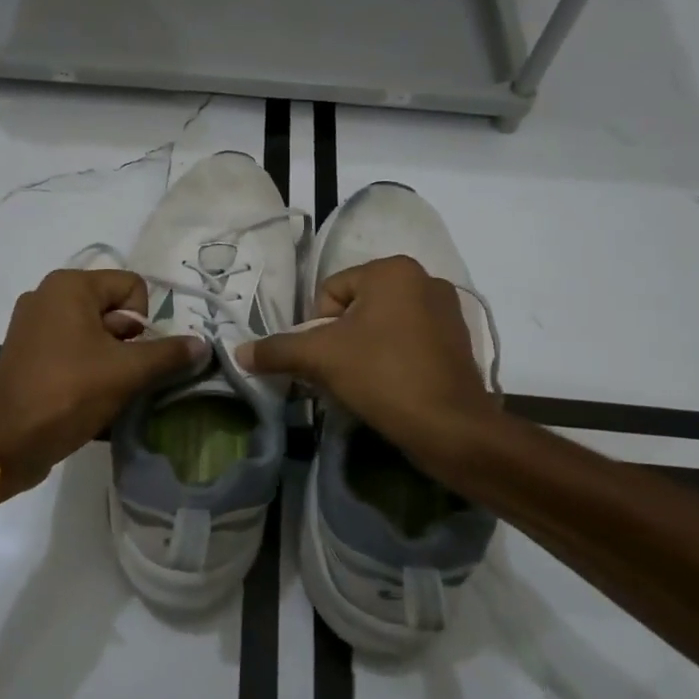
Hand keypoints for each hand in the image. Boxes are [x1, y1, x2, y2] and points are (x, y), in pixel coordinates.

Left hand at [0, 268, 206, 496]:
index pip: (132, 287)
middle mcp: (48, 294)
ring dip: (111, 360)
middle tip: (119, 376)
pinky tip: (88, 397)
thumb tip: (203, 344)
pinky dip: (88, 368)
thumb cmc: (67, 394)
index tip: (131, 356)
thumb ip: (169, 354)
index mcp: (70, 286)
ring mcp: (33, 323)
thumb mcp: (126, 373)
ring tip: (105, 391)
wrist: (5, 443)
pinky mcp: (27, 351)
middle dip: (127, 343)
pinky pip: (73, 349)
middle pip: (114, 309)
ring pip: (95, 332)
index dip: (143, 322)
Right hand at [236, 256, 497, 468]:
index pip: (329, 292)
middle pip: (355, 308)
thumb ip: (277, 350)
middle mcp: (424, 279)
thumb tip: (239, 352)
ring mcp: (447, 310)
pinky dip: (393, 360)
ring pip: (382, 326)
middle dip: (341, 341)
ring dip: (365, 351)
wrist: (452, 429)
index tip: (328, 360)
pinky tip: (392, 388)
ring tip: (366, 384)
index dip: (318, 328)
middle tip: (343, 374)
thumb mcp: (321, 358)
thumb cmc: (384, 377)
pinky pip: (409, 341)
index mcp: (392, 270)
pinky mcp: (459, 341)